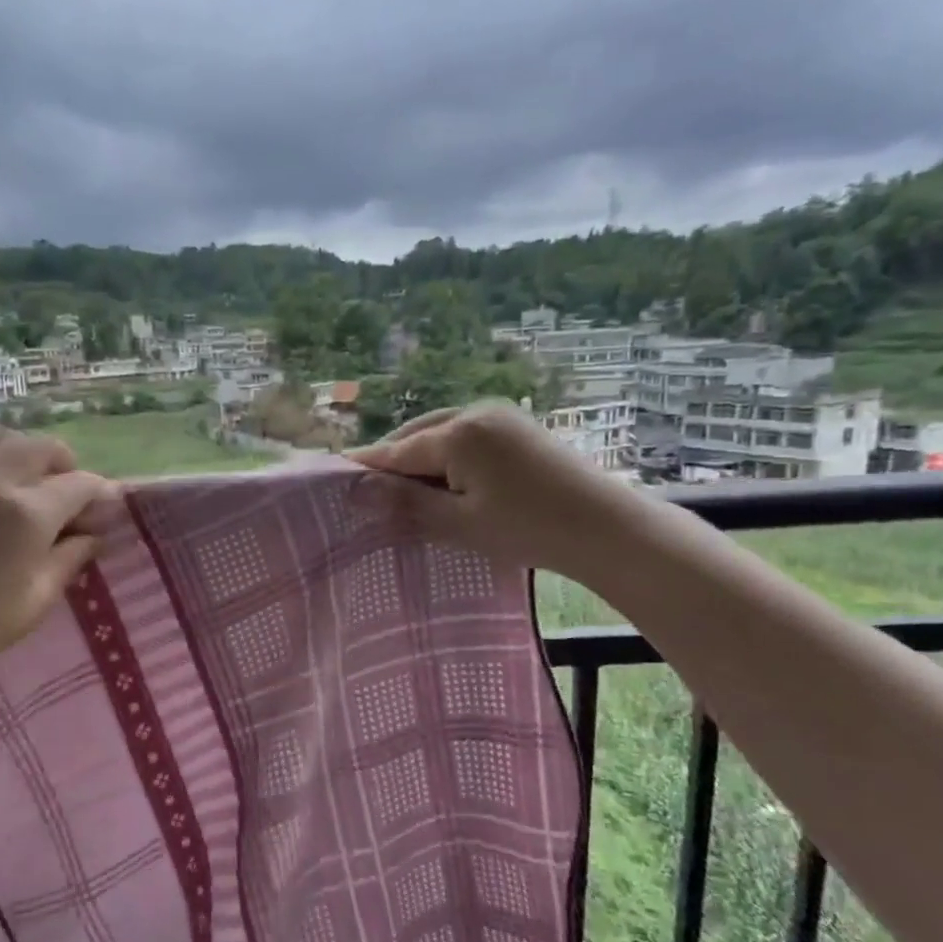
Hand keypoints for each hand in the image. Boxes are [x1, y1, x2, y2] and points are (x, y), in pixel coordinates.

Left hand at [0, 428, 118, 680]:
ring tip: (23, 484)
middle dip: (64, 465)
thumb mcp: (36, 599)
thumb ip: (71, 558)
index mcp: (27, 513)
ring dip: (24, 454)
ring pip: (1, 438)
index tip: (103, 508)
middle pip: (43, 446)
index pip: (80, 483)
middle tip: (64, 493)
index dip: (100, 494)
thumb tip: (94, 533)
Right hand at [347, 401, 644, 577]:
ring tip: (406, 495)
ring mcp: (500, 416)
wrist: (607, 528)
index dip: (365, 469)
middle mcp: (476, 412)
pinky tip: (445, 484)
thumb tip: (356, 491)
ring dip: (419, 461)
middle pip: (416, 436)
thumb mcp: (458, 523)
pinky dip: (446, 458)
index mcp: (458, 432)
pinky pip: (465, 437)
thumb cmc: (528, 529)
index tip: (335, 482)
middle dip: (392, 464)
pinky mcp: (518, 427)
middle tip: (371, 498)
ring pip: (440, 435)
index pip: (396, 451)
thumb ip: (405, 503)